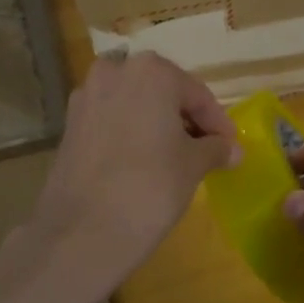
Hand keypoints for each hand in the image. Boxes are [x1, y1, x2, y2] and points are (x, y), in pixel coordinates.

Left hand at [21, 53, 238, 298]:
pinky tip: (144, 161)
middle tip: (206, 149)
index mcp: (151, 71)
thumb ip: (215, 149)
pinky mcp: (70, 124)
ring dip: (157, 124)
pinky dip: (131, 133)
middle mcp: (115, 72)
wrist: (83, 231)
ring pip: (135, 105)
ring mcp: (87, 97)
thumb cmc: (150, 186)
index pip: (197, 94)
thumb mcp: (193, 166)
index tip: (230, 146)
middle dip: (185, 119)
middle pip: (163, 92)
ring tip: (176, 156)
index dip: (217, 122)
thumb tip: (233, 150)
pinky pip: (112, 121)